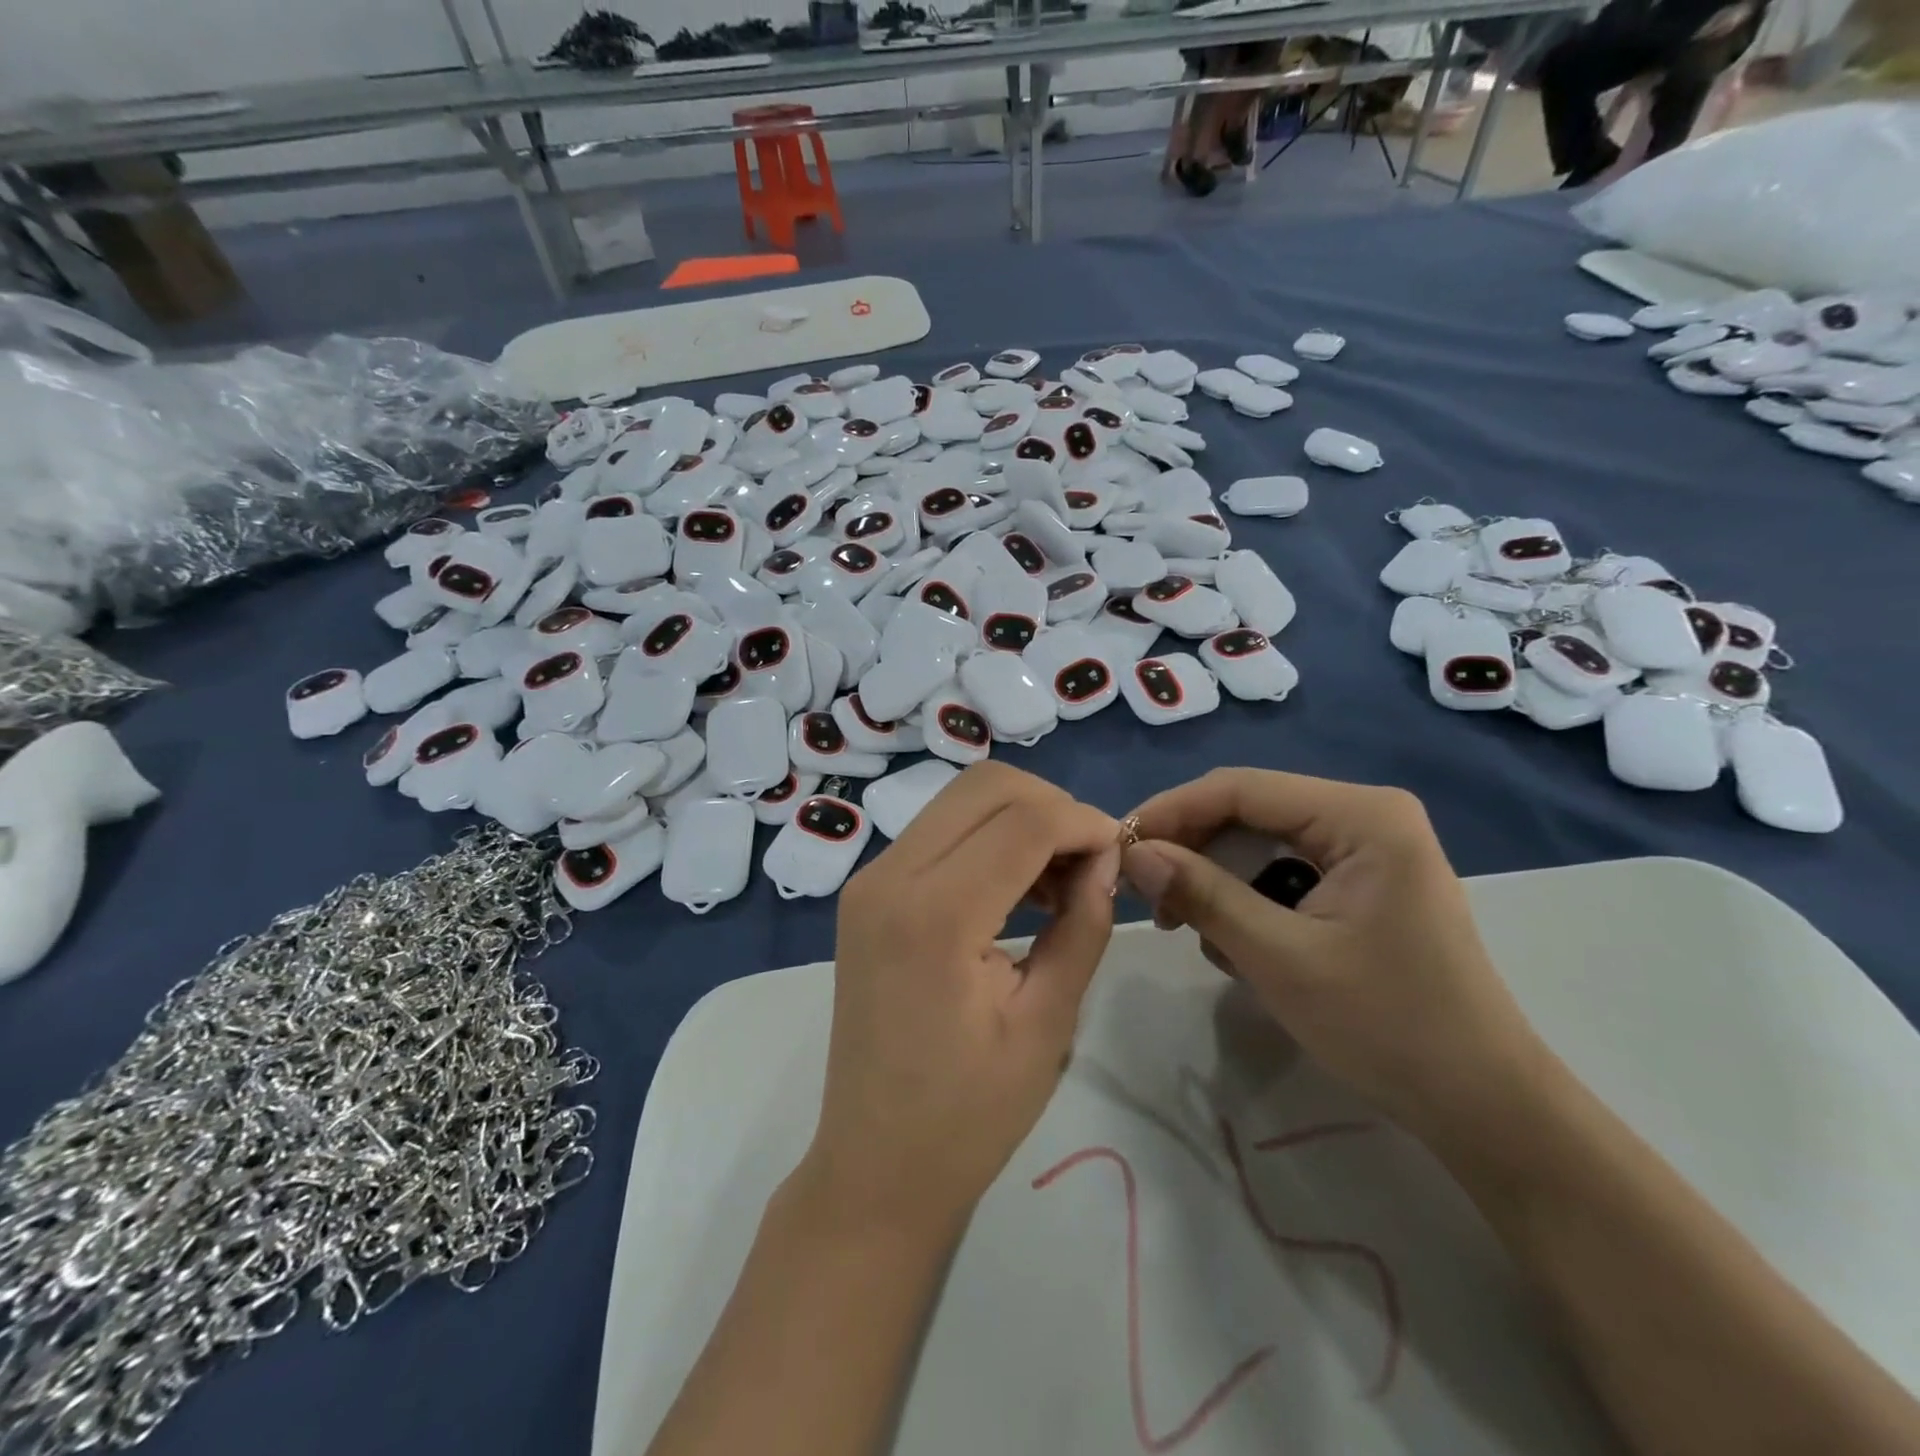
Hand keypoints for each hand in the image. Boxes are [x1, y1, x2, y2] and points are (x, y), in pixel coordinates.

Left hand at [804, 762, 1121, 1236]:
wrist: (875, 1165)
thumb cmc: (969, 1115)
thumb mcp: (1047, 1021)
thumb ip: (1082, 923)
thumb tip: (1106, 857)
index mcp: (934, 915)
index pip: (1024, 820)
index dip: (1085, 822)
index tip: (1123, 851)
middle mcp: (889, 876)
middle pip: (985, 787)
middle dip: (1052, 805)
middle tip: (1091, 861)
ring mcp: (869, 880)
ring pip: (959, 800)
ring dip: (1019, 818)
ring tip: (1058, 880)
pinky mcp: (866, 892)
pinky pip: (937, 831)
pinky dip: (986, 838)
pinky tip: (1016, 887)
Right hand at [1121, 769, 1545, 1140]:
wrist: (1484, 1107)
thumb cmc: (1388, 1027)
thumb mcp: (1279, 958)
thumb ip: (1202, 895)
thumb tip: (1134, 853)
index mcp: (1362, 816)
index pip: (1241, 788)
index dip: (1171, 811)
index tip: (1118, 847)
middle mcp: (1366, 816)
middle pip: (1249, 811)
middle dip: (1193, 851)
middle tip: (1149, 898)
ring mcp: (1368, 849)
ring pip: (1261, 843)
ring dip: (1218, 882)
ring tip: (1194, 931)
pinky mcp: (1363, 883)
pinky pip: (1284, 871)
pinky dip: (1249, 900)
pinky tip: (1240, 945)